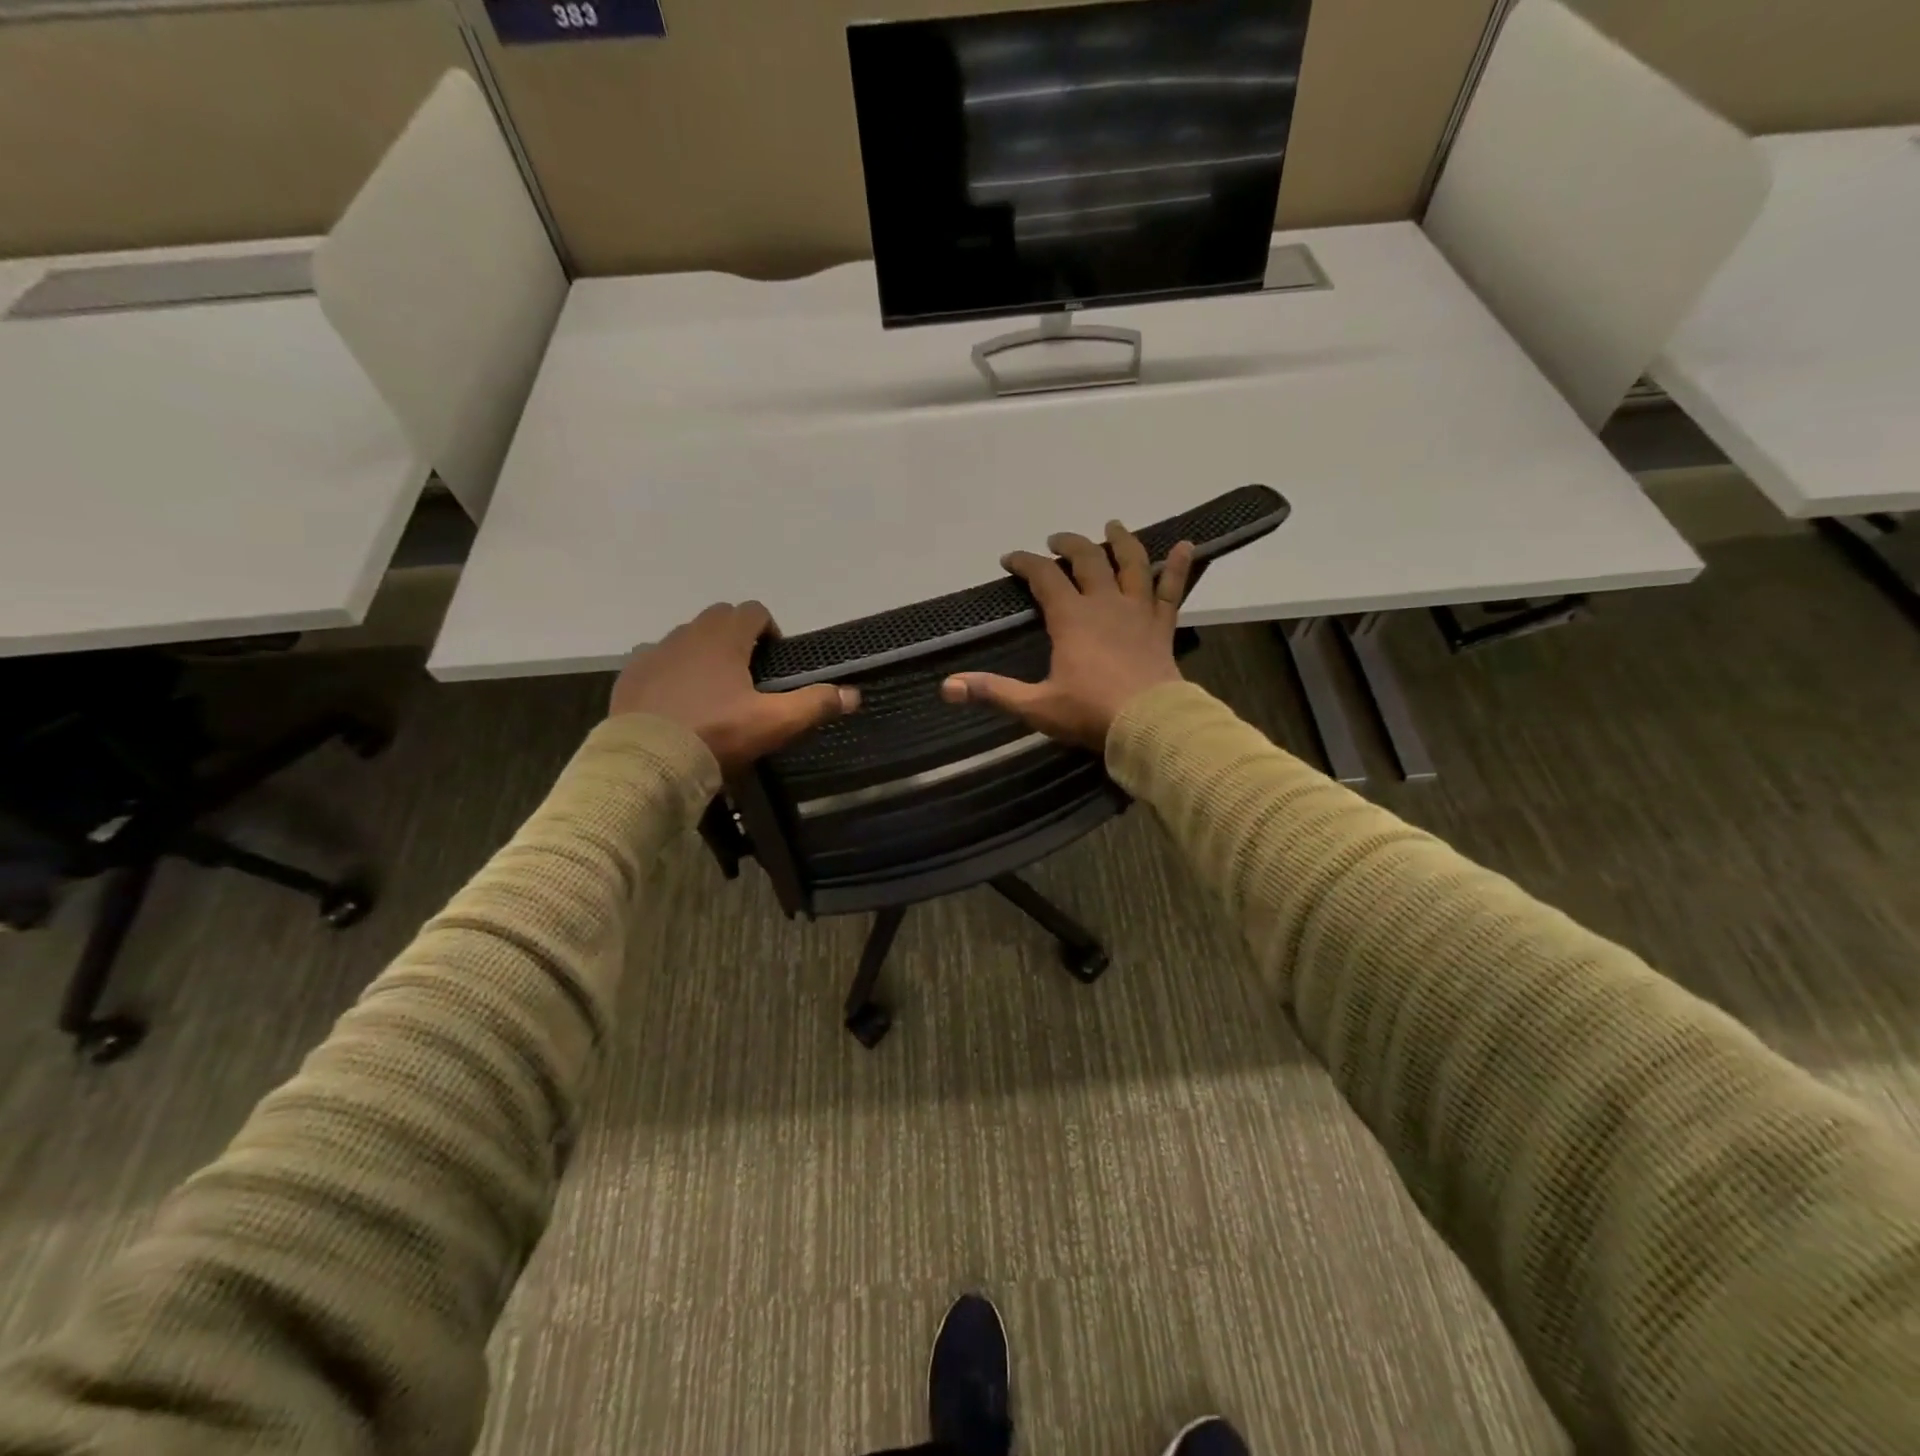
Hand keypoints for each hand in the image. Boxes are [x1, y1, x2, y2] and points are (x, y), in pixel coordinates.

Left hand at [609, 602, 858, 773]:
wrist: (648, 761)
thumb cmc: (717, 735)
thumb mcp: (774, 724)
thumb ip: (815, 704)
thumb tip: (854, 694)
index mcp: (725, 638)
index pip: (753, 611)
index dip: (769, 629)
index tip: (774, 661)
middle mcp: (688, 634)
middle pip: (718, 617)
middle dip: (736, 636)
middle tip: (746, 675)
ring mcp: (654, 652)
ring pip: (685, 637)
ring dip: (702, 652)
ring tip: (711, 690)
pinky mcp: (630, 673)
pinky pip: (655, 659)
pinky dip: (669, 670)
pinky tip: (675, 701)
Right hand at [940, 521, 1194, 751]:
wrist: (1149, 724)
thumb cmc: (1090, 713)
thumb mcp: (1035, 706)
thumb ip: (993, 692)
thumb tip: (947, 687)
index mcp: (1071, 618)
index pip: (1043, 577)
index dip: (1025, 563)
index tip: (1010, 559)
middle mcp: (1104, 603)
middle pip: (1087, 559)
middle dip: (1068, 544)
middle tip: (1056, 540)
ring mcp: (1137, 611)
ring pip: (1131, 564)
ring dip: (1120, 542)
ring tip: (1112, 526)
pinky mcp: (1162, 625)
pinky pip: (1173, 589)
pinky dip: (1180, 566)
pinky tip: (1187, 545)